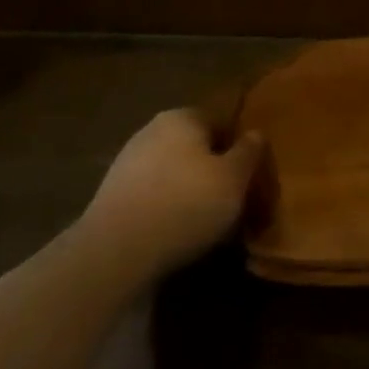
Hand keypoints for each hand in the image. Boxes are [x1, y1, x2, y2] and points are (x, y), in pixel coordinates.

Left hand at [80, 110, 262, 276]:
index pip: (221, 121)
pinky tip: (178, 230)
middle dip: (213, 168)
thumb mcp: (234, 179)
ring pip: (174, 170)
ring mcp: (128, 162)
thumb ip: (249, 152)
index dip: (239, 146)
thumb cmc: (186, 204)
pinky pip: (153, 193)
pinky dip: (168, 206)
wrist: (116, 251)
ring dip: (190, 189)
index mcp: (183, 117)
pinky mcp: (113, 194)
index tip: (250, 174)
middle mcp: (152, 130)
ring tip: (208, 220)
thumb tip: (255, 133)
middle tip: (233, 197)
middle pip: (195, 146)